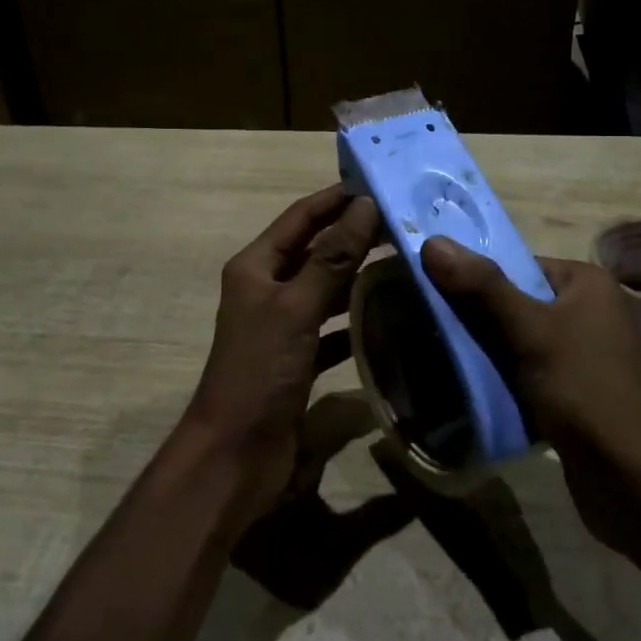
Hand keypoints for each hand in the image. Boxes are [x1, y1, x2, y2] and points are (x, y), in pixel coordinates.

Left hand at [182, 185, 381, 534]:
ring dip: (359, 275)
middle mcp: (268, 289)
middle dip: (355, 235)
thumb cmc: (260, 371)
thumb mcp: (296, 307)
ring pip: (326, 288)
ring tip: (405, 261)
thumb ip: (332, 257)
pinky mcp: (298, 358)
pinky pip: (332, 327)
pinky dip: (356, 320)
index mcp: (256, 267)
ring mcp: (283, 325)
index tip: (379, 183)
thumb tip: (365, 205)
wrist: (235, 457)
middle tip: (405, 223)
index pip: (301, 217)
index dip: (336, 198)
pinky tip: (390, 317)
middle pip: (316, 250)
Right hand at [420, 238, 640, 547]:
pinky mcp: (570, 395)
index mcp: (584, 283)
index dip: (472, 276)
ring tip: (433, 356)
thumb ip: (482, 287)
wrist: (639, 483)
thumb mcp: (531, 332)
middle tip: (423, 326)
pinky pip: (523, 375)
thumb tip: (431, 241)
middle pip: (512, 303)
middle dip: (471, 317)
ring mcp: (579, 356)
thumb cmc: (587, 391)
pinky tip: (464, 389)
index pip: (515, 265)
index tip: (427, 289)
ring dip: (480, 352)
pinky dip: (497, 381)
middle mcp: (585, 312)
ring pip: (514, 342)